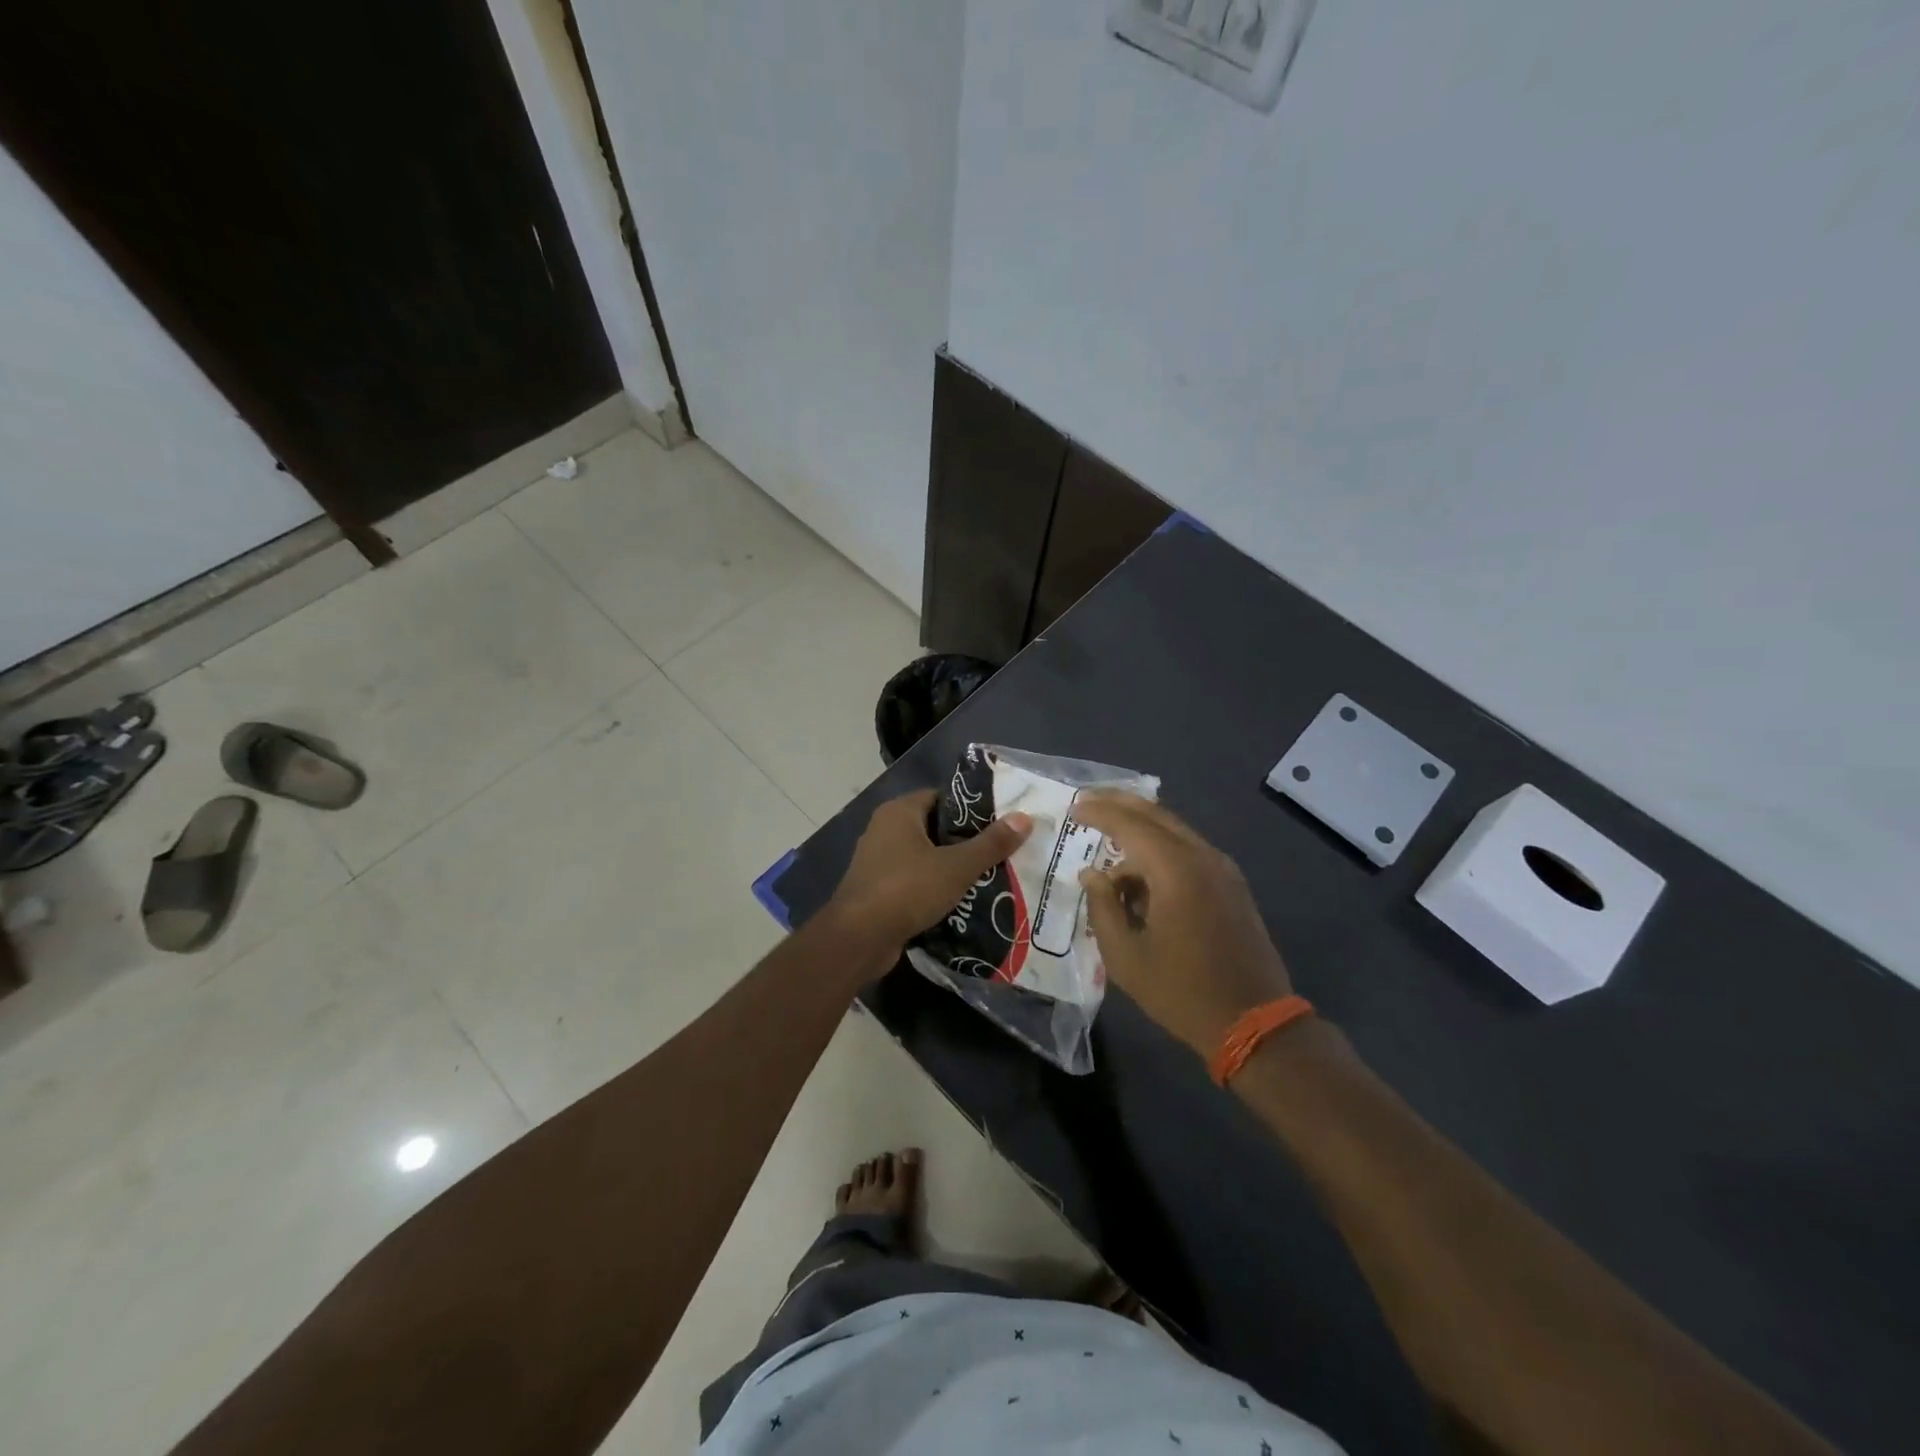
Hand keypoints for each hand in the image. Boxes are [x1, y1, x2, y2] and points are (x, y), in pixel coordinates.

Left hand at [828, 790, 1033, 956]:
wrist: (858, 939)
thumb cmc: (906, 890)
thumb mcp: (956, 866)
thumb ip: (991, 844)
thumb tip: (1025, 818)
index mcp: (899, 812)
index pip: (942, 797)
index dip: (971, 808)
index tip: (1001, 822)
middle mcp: (884, 830)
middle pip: (934, 828)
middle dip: (965, 841)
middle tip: (1001, 851)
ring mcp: (877, 862)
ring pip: (924, 857)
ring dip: (950, 867)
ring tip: (989, 877)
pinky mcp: (877, 891)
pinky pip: (913, 881)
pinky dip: (933, 888)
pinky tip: (961, 901)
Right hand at [1074, 792, 1293, 1060]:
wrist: (1254, 1022)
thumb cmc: (1181, 990)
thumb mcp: (1126, 956)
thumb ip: (1103, 907)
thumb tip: (1092, 874)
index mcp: (1176, 870)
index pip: (1130, 824)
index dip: (1099, 813)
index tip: (1074, 808)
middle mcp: (1203, 857)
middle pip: (1157, 815)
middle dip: (1121, 804)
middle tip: (1089, 802)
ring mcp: (1223, 870)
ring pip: (1175, 832)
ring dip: (1141, 831)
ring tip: (1109, 849)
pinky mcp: (1232, 886)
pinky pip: (1189, 852)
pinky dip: (1161, 851)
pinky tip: (1141, 875)